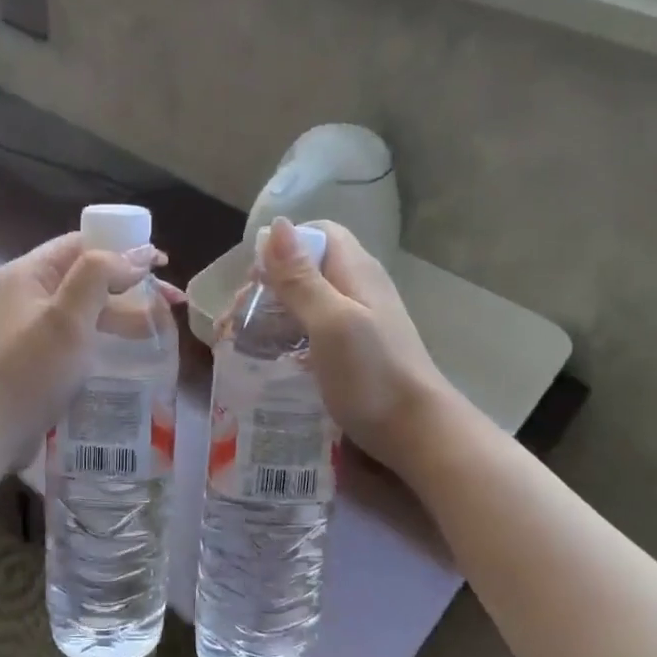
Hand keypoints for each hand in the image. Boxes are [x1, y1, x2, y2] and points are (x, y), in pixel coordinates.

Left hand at [0, 232, 179, 468]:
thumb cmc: (30, 370)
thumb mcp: (67, 318)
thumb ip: (100, 276)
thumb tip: (136, 255)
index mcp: (29, 273)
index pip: (82, 243)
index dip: (123, 248)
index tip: (160, 264)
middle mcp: (28, 293)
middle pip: (87, 276)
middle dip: (131, 285)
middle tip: (171, 302)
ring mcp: (31, 327)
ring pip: (86, 308)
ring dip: (123, 313)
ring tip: (161, 329)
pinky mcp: (38, 356)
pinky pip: (79, 335)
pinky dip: (106, 336)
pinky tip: (131, 351)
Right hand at [259, 218, 453, 473]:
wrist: (416, 433)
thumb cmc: (372, 373)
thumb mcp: (330, 321)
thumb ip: (301, 278)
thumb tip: (277, 224)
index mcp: (356, 271)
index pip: (318, 234)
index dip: (283, 247)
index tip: (255, 277)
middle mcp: (358, 289)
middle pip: (308, 269)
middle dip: (270, 285)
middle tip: (240, 317)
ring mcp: (357, 322)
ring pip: (307, 303)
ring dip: (274, 314)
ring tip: (244, 341)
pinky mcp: (353, 352)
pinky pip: (313, 332)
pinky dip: (288, 339)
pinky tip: (272, 361)